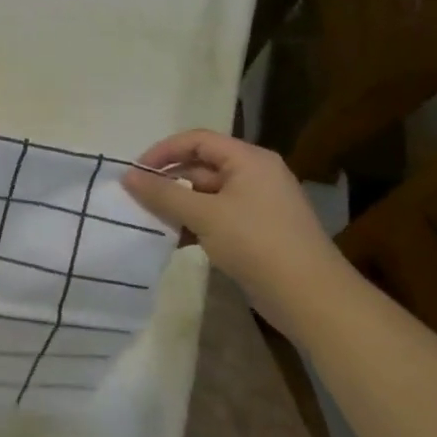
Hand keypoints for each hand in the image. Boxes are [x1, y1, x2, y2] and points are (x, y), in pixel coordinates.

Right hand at [121, 129, 346, 332]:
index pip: (198, 140)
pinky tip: (174, 241)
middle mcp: (255, 175)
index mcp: (249, 160)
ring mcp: (257, 204)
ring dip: (178, 205)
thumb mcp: (204, 215)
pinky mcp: (256, 231)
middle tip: (136, 199)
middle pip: (201, 167)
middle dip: (168, 181)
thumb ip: (163, 194)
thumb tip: (128, 175)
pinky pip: (216, 216)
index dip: (163, 151)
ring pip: (206, 195)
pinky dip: (194, 224)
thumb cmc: (256, 242)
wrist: (309, 295)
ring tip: (150, 221)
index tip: (135, 172)